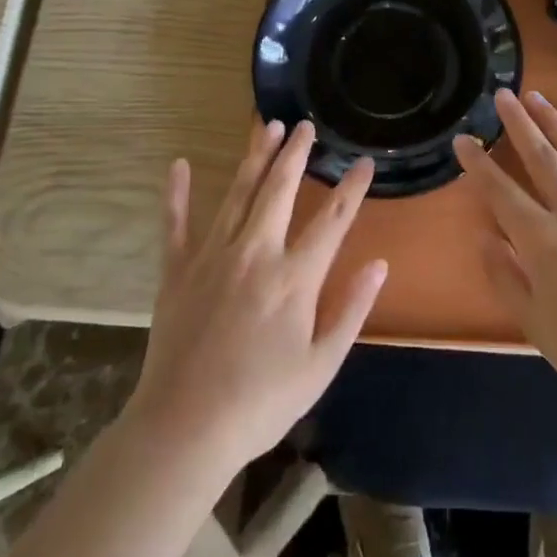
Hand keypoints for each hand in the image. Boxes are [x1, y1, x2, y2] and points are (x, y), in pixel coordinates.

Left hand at [126, 120, 385, 480]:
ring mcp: (213, 258)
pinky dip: (177, 194)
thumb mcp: (321, 366)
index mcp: (294, 278)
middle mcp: (256, 254)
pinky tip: (178, 164)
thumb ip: (351, 310)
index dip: (351, 188)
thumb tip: (379, 264)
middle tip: (305, 126)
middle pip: (280, 190)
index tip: (364, 162)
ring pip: (238, 194)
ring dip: (255, 158)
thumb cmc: (261, 403)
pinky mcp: (177, 272)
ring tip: (267, 127)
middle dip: (296, 154)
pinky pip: (176, 224)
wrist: (184, 430)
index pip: (333, 221)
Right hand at [456, 89, 556, 416]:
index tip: (463, 139)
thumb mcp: (536, 326)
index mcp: (544, 242)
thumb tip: (486, 236)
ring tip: (539, 98)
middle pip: (542, 159)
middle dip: (519, 124)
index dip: (479, 165)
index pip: (502, 193)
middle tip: (503, 94)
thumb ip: (506, 277)